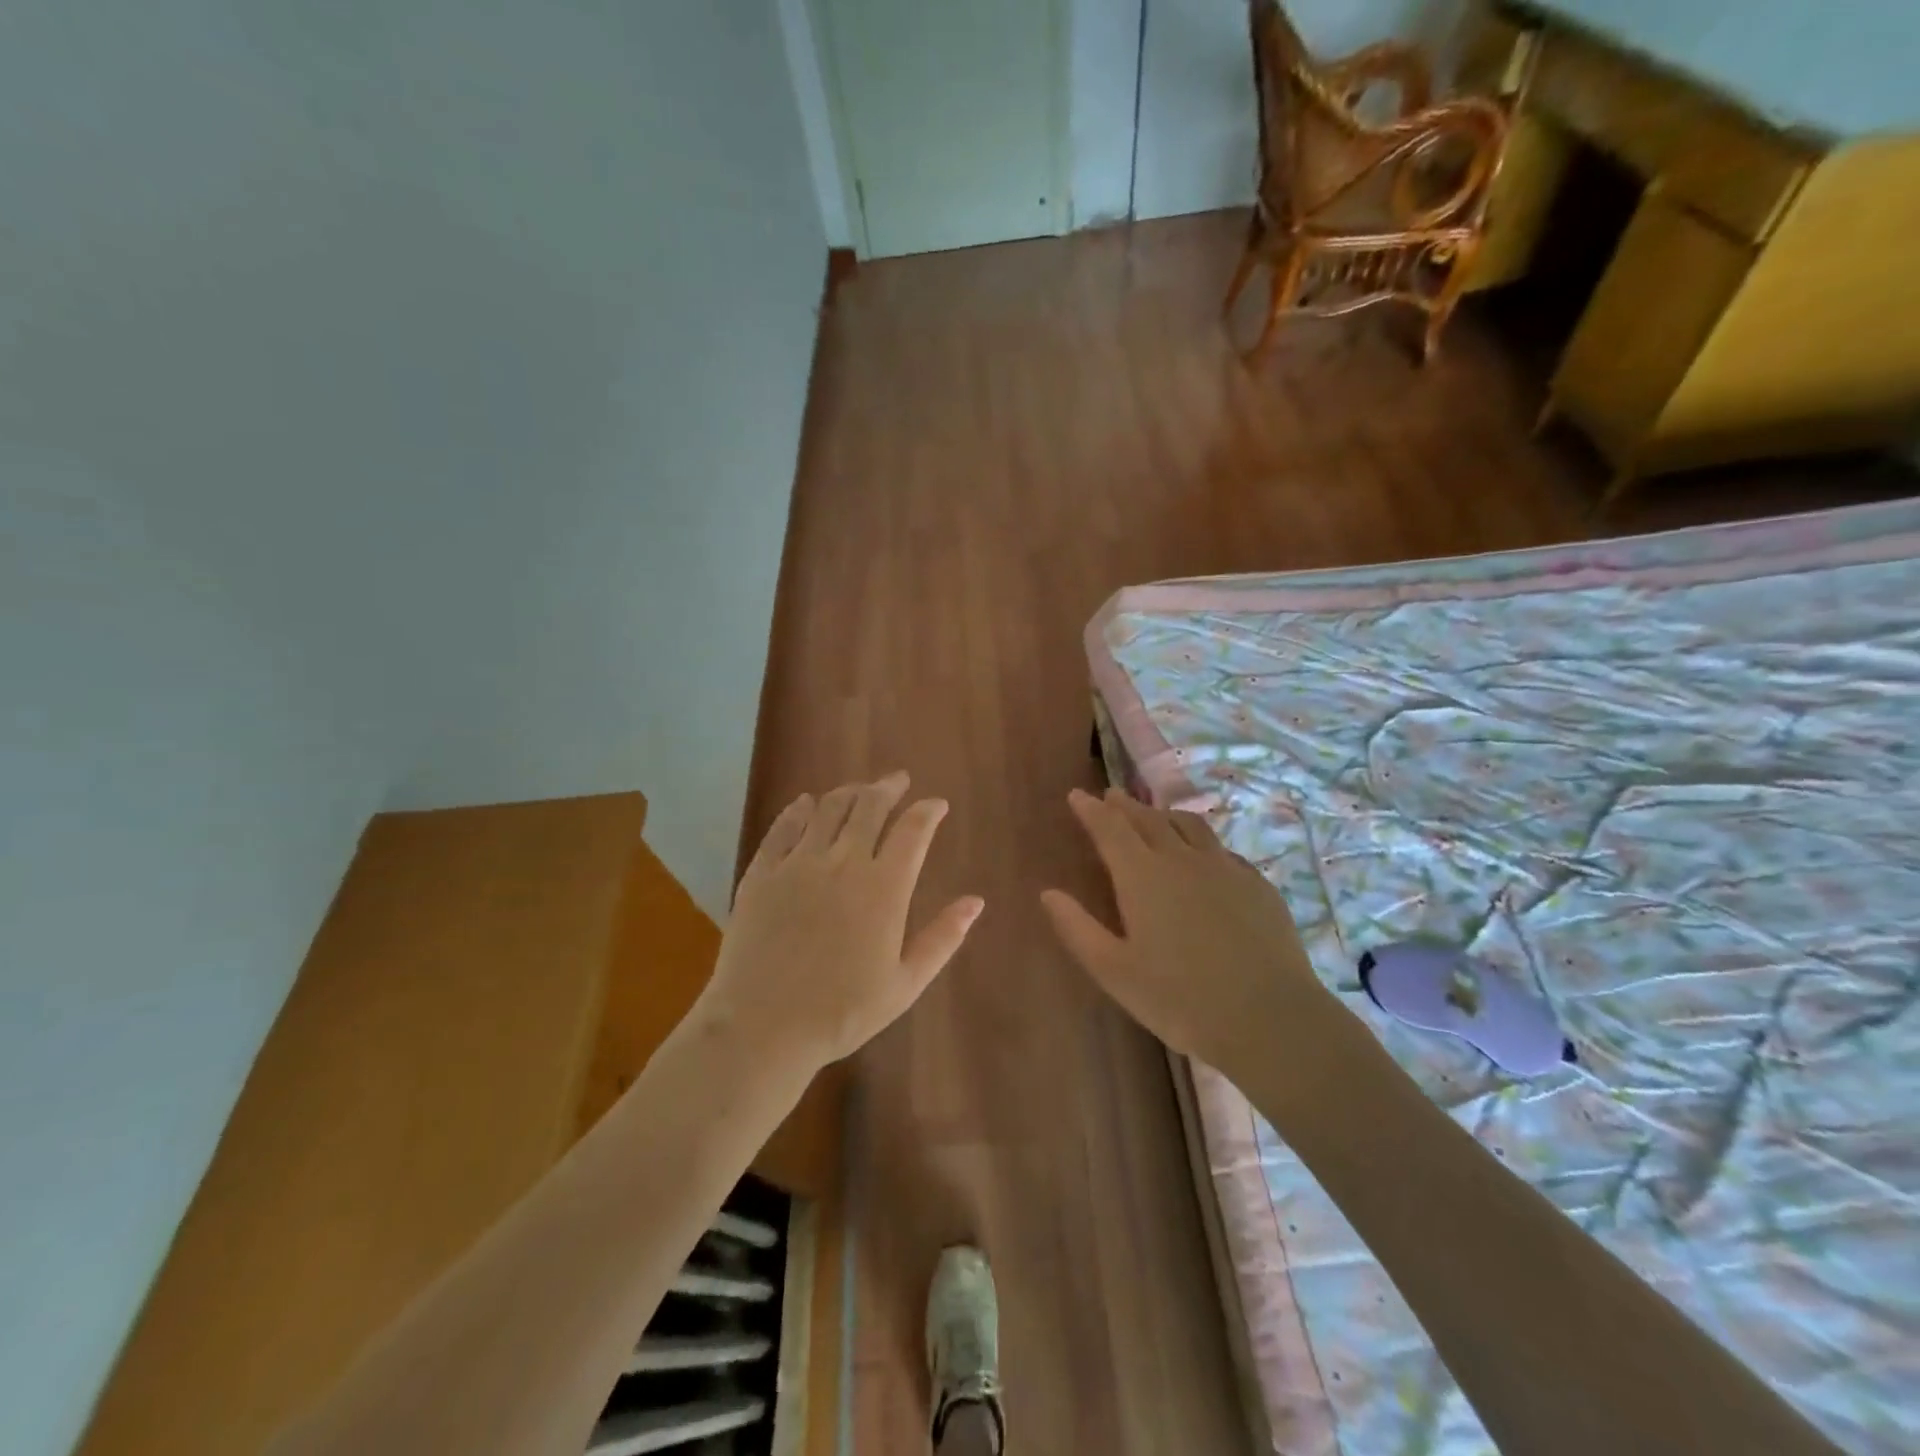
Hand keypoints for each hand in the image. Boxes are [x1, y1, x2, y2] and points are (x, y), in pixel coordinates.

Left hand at [694, 772, 982, 1074]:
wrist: (763, 1026)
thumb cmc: (843, 1011)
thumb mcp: (905, 983)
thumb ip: (943, 938)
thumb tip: (976, 901)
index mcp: (884, 887)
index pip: (913, 830)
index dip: (928, 811)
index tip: (936, 804)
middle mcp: (843, 862)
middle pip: (869, 806)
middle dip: (888, 788)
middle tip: (897, 781)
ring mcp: (798, 863)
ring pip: (828, 809)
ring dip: (849, 792)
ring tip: (859, 789)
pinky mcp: (762, 872)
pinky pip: (783, 827)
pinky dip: (799, 810)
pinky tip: (806, 804)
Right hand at [1042, 787, 1334, 1073]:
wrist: (1269, 1017)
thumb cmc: (1180, 999)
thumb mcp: (1114, 971)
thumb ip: (1077, 928)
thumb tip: (1048, 893)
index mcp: (1142, 875)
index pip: (1109, 828)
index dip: (1090, 809)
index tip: (1077, 795)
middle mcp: (1181, 859)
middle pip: (1148, 819)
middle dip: (1125, 806)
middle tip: (1111, 797)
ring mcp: (1224, 867)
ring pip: (1189, 826)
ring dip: (1164, 815)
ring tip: (1154, 816)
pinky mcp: (1256, 884)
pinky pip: (1220, 848)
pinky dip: (1200, 841)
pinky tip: (1203, 856)